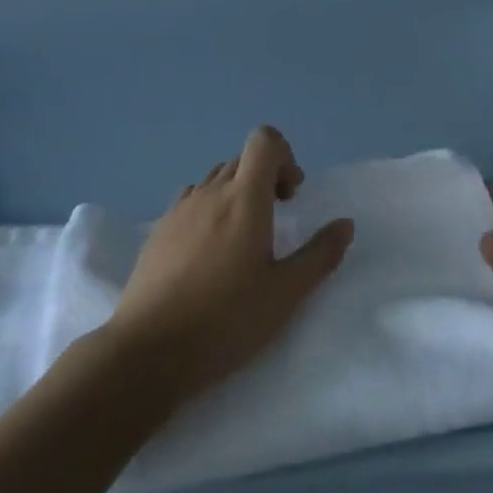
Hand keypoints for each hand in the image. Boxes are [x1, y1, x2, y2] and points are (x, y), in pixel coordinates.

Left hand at [106, 126, 353, 404]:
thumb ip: (320, 255)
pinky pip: (191, 202)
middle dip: (265, 178)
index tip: (291, 197)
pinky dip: (209, 211)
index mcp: (244, 198)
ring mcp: (179, 210)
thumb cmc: (226, 320)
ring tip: (242, 241)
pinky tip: (209, 256)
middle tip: (277, 221)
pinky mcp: (158, 232)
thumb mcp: (286, 294)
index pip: (264, 140)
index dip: (285, 156)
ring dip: (237, 194)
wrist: (148, 352)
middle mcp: (210, 192)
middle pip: (242, 160)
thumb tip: (345, 224)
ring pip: (215, 180)